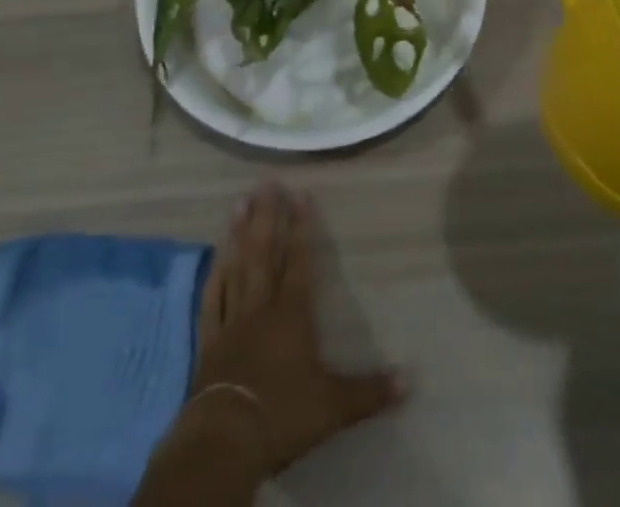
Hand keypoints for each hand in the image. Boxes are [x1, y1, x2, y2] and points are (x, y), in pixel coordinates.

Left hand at [192, 181, 404, 468]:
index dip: (301, 226)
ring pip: (236, 267)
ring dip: (237, 234)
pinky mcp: (208, 340)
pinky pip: (211, 299)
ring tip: (238, 202)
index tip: (301, 192)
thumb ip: (370, 390)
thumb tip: (411, 379)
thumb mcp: (334, 406)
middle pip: (263, 252)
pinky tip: (215, 257)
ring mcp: (231, 320)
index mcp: (292, 313)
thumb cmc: (284, 413)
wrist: (227, 438)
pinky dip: (214, 275)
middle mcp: (261, 305)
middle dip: (266, 215)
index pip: (299, 260)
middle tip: (265, 181)